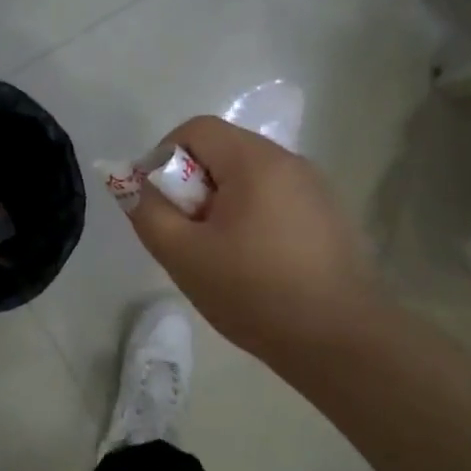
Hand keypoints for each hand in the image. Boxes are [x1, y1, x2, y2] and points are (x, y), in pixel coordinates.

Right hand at [126, 115, 375, 365]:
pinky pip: (276, 200)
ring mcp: (316, 188)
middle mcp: (290, 162)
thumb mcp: (184, 256)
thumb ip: (148, 212)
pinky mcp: (330, 216)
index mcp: (255, 161)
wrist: (341, 341)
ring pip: (250, 178)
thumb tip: (130, 183)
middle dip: (193, 186)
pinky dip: (253, 218)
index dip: (164, 157)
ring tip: (220, 255)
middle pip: (224, 152)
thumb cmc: (255, 293)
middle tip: (188, 236)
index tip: (160, 205)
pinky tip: (256, 266)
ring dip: (222, 204)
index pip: (196, 129)